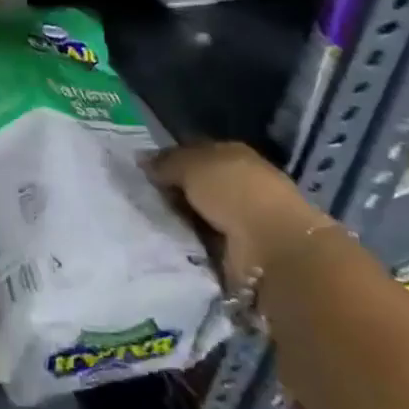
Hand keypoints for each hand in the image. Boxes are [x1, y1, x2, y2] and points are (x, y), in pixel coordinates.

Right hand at [147, 142, 336, 283]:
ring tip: (144, 224)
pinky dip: (186, 246)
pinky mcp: (237, 255)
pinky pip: (201, 245)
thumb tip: (141, 160)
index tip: (141, 171)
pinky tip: (164, 245)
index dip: (169, 160)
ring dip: (177, 222)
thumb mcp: (192, 165)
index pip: (194, 153)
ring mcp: (240, 221)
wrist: (272, 249)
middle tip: (136, 198)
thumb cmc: (234, 192)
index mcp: (232, 155)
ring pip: (196, 216)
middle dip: (170, 193)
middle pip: (195, 186)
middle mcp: (238, 185)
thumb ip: (166, 162)